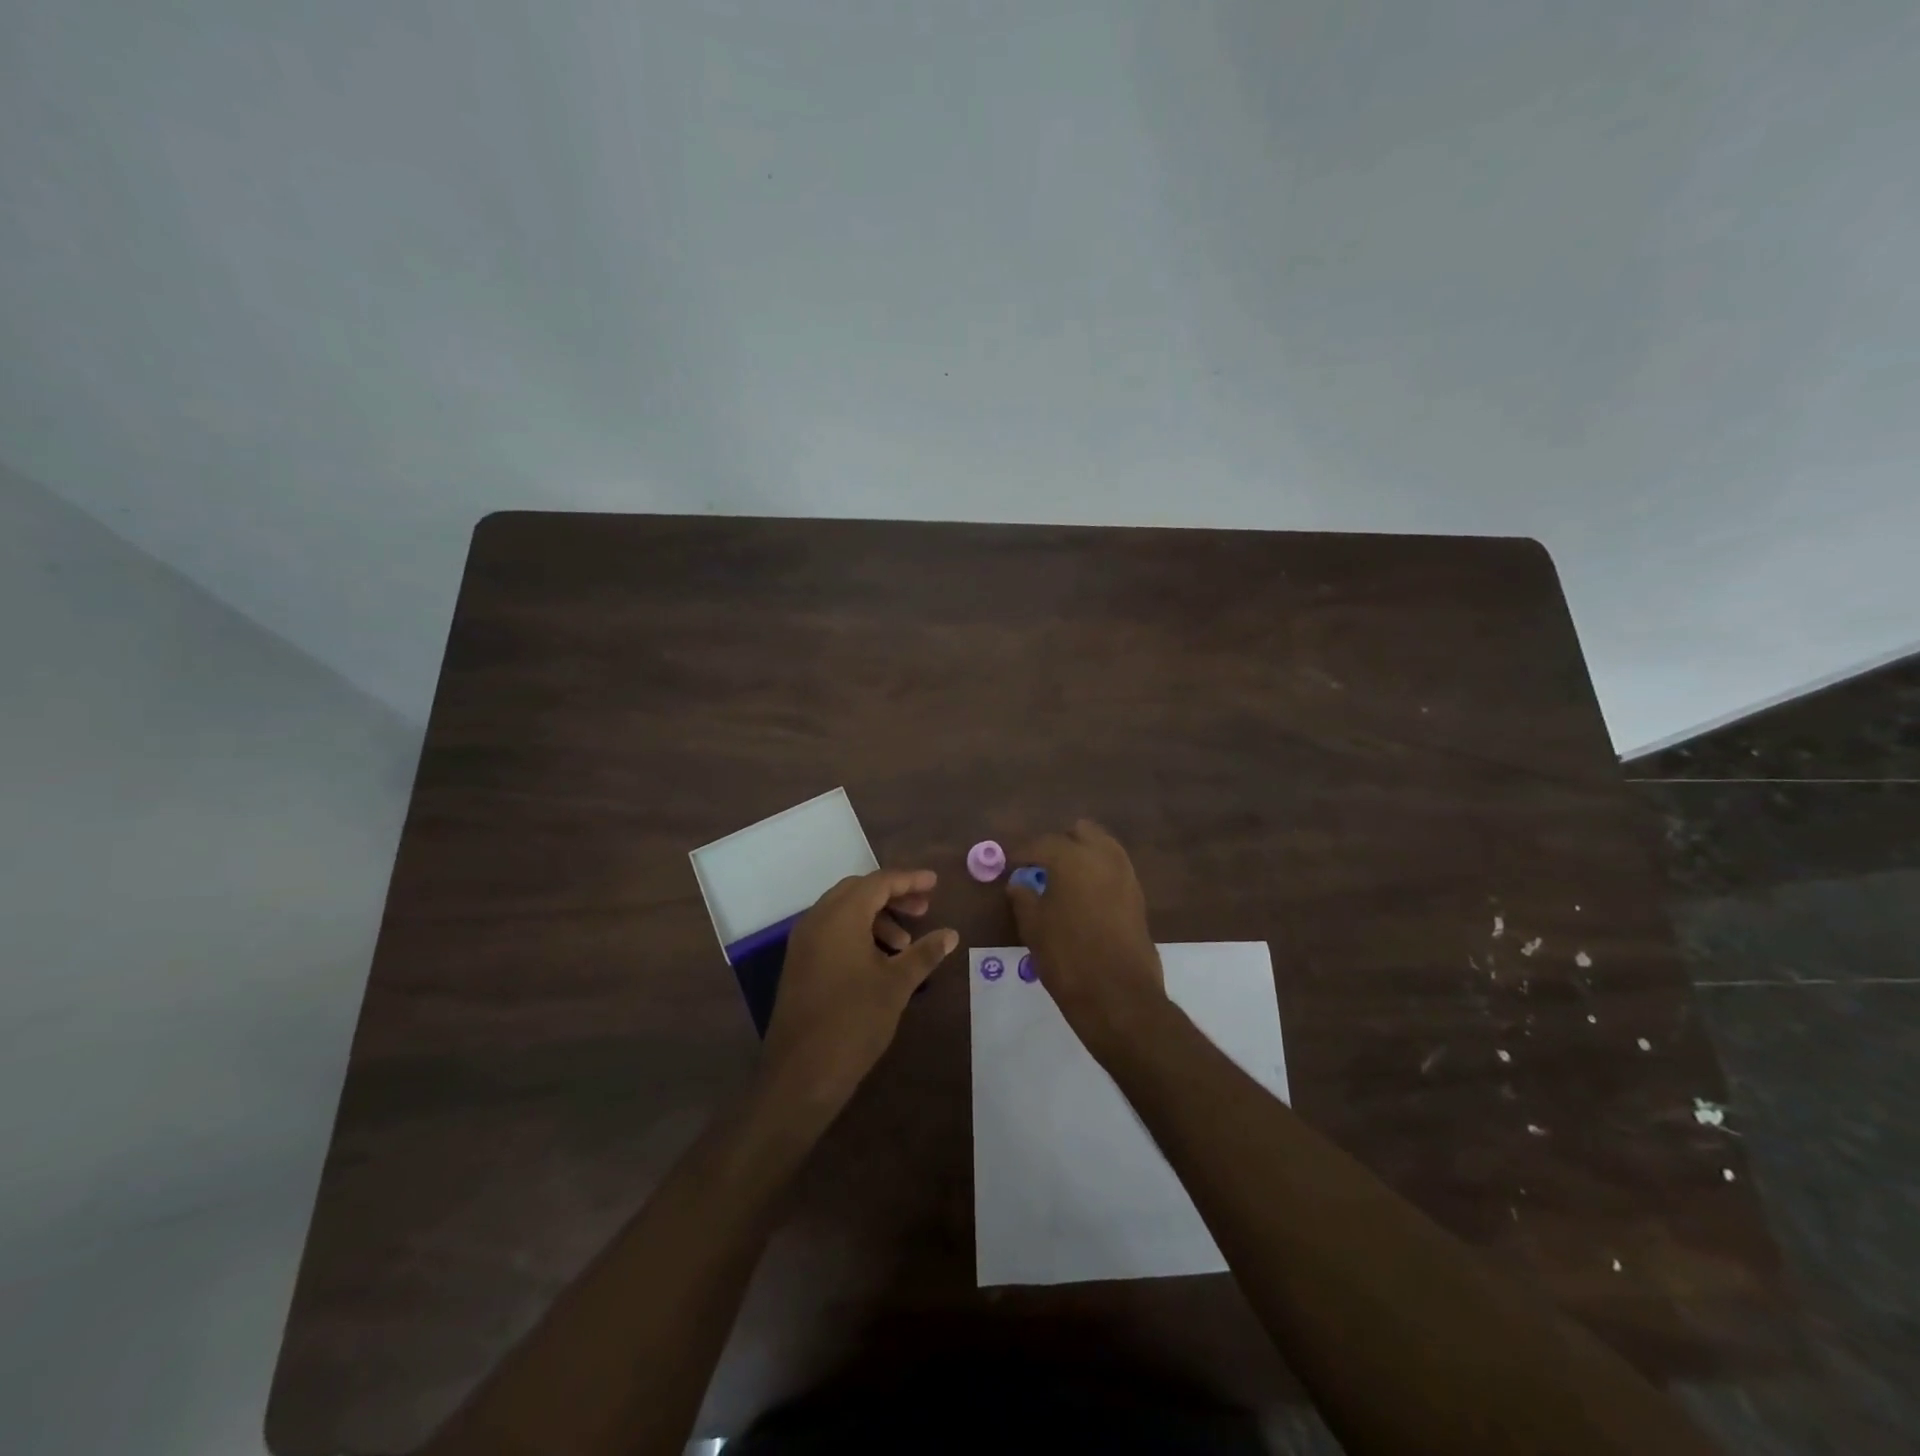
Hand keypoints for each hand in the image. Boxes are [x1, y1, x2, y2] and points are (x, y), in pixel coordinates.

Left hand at [762, 868, 958, 1112]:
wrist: (801, 1074)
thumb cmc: (854, 1021)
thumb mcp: (896, 985)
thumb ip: (924, 953)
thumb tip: (951, 934)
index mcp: (840, 917)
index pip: (878, 882)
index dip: (909, 880)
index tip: (935, 883)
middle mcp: (817, 919)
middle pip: (859, 891)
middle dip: (893, 895)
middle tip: (923, 909)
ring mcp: (803, 942)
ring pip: (843, 911)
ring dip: (876, 917)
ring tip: (904, 944)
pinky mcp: (799, 963)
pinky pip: (831, 930)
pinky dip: (857, 932)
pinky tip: (879, 960)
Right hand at [1008, 821, 1167, 1055]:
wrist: (1118, 996)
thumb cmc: (1067, 957)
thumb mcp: (1033, 927)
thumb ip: (1023, 898)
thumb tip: (1019, 883)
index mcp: (1072, 857)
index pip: (1042, 843)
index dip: (1022, 853)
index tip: (1009, 864)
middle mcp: (1103, 856)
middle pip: (1080, 832)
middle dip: (1059, 844)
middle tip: (1040, 867)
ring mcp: (1126, 875)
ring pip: (1103, 847)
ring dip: (1082, 856)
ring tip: (1062, 881)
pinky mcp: (1138, 896)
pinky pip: (1114, 870)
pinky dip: (1098, 874)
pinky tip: (1083, 897)